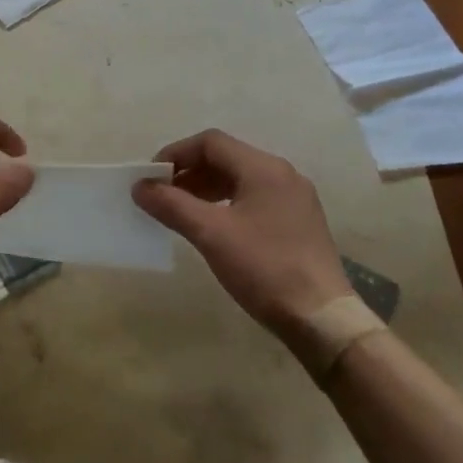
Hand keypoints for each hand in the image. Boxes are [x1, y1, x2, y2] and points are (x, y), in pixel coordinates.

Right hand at [134, 129, 350, 332]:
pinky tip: (213, 226)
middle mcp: (282, 174)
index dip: (176, 154)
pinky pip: (254, 197)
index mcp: (264, 168)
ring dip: (206, 187)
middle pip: (226, 157)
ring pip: (240, 178)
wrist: (322, 320)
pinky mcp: (299, 222)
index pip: (211, 142)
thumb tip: (140, 186)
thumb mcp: (211, 234)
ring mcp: (294, 199)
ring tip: (181, 210)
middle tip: (162, 195)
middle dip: (189, 172)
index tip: (151, 176)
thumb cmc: (264, 268)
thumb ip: (172, 205)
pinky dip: (227, 202)